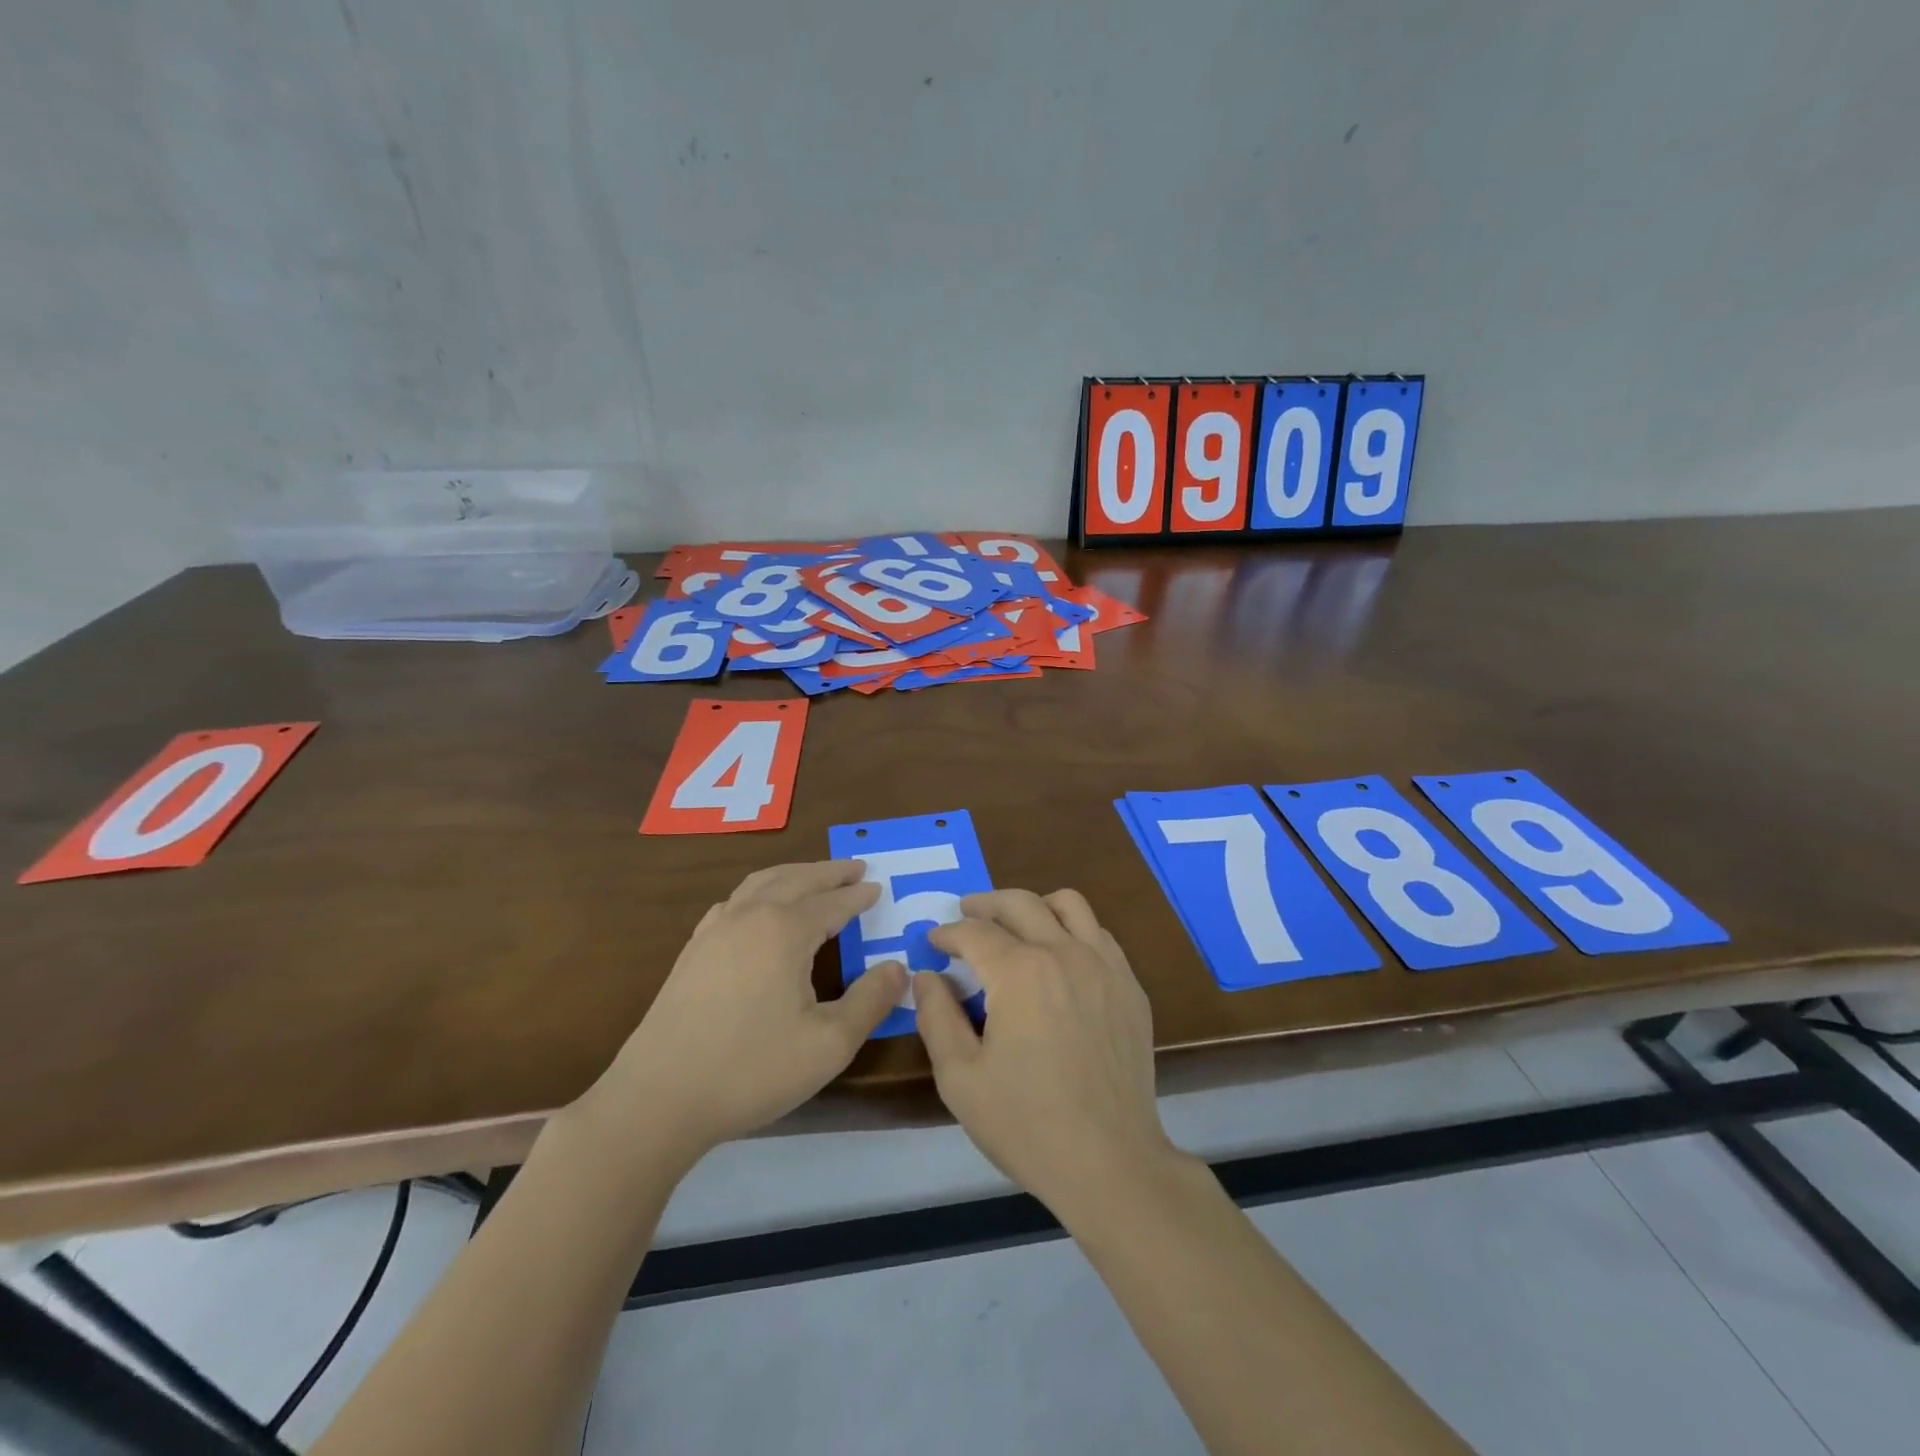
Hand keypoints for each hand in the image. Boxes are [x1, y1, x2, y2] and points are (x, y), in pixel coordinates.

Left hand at [578, 861, 904, 1164]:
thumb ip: (870, 1002)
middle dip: (829, 872)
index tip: (878, 887)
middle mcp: (750, 917)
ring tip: (813, 876)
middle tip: (855, 867)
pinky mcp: (692, 951)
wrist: (659, 1098)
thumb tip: (898, 969)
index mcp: (785, 931)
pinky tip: (757, 908)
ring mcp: (714, 931)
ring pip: (760, 883)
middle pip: (796, 880)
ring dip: (793, 874)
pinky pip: (733, 902)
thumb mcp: (829, 1044)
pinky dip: (758, 891)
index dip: (858, 896)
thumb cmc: (751, 1068)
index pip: (832, 903)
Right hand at [916, 889, 1183, 1221]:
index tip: (934, 943)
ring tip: (1016, 923)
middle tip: (966, 913)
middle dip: (985, 904)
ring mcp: (1105, 966)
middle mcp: (1064, 953)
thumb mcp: (960, 1078)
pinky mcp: (1130, 987)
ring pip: (1068, 904)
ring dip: (1034, 904)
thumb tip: (927, 976)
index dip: (948, 933)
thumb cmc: (1027, 1124)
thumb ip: (936, 1017)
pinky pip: (1099, 934)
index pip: (975, 933)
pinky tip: (1060, 956)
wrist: (1111, 1162)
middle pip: (1020, 903)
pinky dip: (1073, 929)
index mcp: (1020, 972)